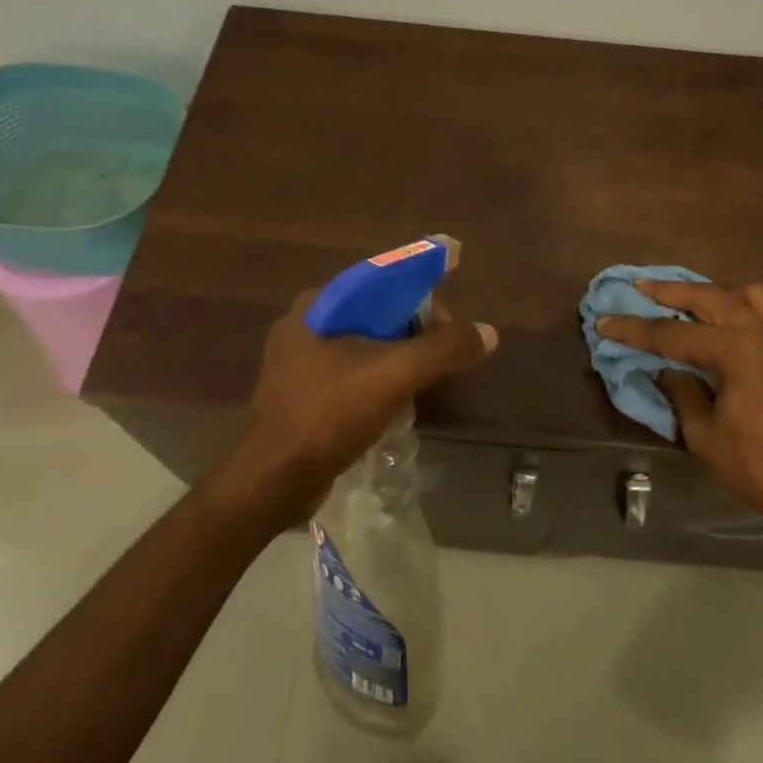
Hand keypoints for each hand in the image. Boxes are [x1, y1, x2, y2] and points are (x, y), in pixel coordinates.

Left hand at [220, 292, 497, 525]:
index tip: (447, 325)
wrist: (274, 481)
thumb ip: (444, 348)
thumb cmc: (330, 413)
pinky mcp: (299, 396)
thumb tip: (488, 333)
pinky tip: (396, 403)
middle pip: (374, 314)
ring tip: (425, 379)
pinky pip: (349, 374)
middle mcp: (304, 325)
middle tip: (441, 355)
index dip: (420, 295)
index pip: (381, 281)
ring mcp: (297, 363)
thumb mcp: (395, 374)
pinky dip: (377, 380)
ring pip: (363, 346)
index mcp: (317, 305)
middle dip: (412, 332)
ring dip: (396, 358)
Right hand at [596, 280, 762, 523]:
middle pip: (709, 296)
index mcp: (736, 350)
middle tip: (640, 287)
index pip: (672, 334)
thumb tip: (668, 371)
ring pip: (746, 294)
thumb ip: (682, 392)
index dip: (635, 330)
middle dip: (671, 291)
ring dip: (714, 291)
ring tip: (690, 299)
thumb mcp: (705, 434)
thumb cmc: (757, 465)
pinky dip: (746, 309)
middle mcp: (761, 332)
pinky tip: (731, 323)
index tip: (605, 322)